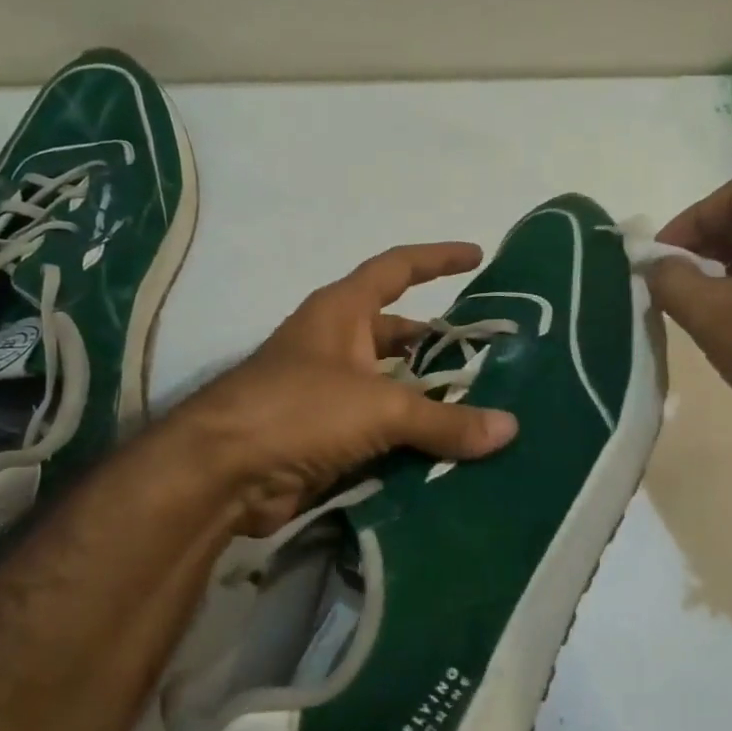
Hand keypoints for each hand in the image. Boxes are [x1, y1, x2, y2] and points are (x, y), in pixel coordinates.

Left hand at [173, 242, 517, 534]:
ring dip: (429, 399)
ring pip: (392, 387)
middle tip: (491, 358)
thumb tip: (510, 430)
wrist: (221, 474)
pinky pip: (380, 430)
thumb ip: (445, 420)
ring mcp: (328, 392)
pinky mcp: (324, 437)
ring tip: (482, 410)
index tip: (477, 256)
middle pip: (399, 334)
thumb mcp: (380, 406)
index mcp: (342, 312)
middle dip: (440, 344)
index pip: (397, 268)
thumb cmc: (299, 410)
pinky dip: (410, 439)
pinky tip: (448, 453)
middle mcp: (335, 345)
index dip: (437, 258)